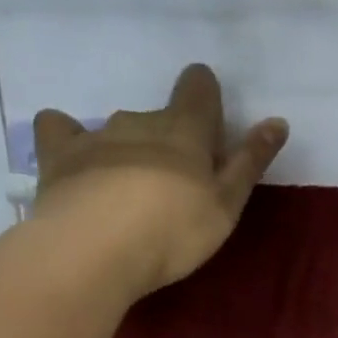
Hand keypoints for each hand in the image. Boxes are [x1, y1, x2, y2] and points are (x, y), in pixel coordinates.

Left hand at [31, 63, 287, 299]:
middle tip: (173, 186)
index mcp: (185, 130)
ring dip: (126, 149)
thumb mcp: (225, 206)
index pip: (199, 89)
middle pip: (159, 116)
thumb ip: (250, 163)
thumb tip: (278, 121)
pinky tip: (71, 162)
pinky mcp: (59, 156)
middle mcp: (140, 121)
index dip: (205, 97)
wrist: (96, 249)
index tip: (209, 128)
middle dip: (168, 140)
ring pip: (117, 129)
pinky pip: (59, 129)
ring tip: (125, 192)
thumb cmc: (173, 231)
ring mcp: (96, 135)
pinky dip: (66, 137)